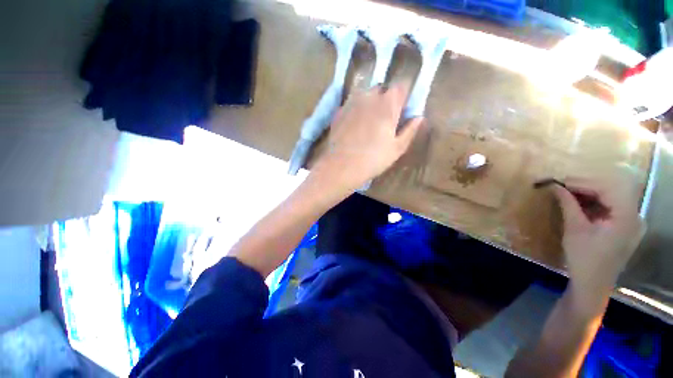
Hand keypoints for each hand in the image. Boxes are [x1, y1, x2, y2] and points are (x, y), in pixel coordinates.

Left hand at [312, 83, 422, 190]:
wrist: (342, 166)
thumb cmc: (373, 159)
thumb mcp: (397, 148)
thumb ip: (410, 130)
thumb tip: (419, 117)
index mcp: (388, 104)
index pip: (401, 86)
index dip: (403, 95)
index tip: (402, 108)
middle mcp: (369, 97)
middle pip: (382, 89)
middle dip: (386, 98)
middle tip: (385, 117)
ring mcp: (351, 102)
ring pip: (365, 95)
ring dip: (370, 102)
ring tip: (368, 121)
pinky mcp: (339, 111)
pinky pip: (351, 104)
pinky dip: (356, 109)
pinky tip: (354, 125)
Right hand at [552, 176, 645, 308]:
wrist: (592, 285)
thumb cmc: (584, 258)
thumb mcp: (574, 229)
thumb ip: (568, 204)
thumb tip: (555, 186)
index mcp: (626, 217)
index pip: (607, 188)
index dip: (583, 182)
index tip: (560, 182)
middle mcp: (634, 215)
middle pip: (611, 190)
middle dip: (585, 186)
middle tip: (562, 186)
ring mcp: (631, 221)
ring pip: (611, 197)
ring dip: (589, 193)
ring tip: (567, 194)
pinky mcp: (624, 226)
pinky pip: (610, 207)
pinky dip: (594, 203)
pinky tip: (579, 204)